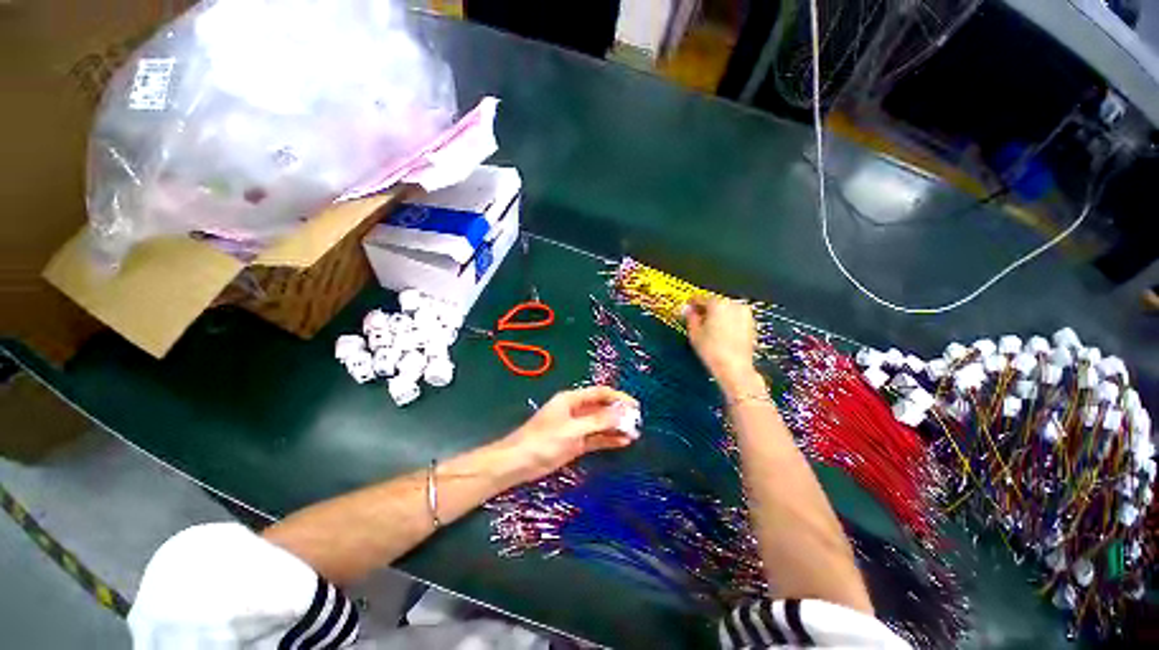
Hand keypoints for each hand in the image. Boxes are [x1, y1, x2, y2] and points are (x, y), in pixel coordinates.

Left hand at [501, 386, 637, 482]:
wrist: (519, 462)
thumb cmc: (544, 440)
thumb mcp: (573, 429)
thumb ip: (598, 421)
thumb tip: (622, 414)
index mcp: (572, 399)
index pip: (600, 393)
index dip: (618, 397)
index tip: (635, 406)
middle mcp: (576, 410)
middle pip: (602, 407)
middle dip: (619, 413)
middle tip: (637, 422)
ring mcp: (576, 426)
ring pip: (600, 423)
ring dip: (616, 427)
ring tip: (634, 433)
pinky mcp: (576, 442)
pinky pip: (596, 437)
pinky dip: (608, 438)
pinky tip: (623, 442)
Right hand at [685, 296, 761, 395]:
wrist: (735, 368)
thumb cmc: (714, 352)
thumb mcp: (694, 333)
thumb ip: (690, 317)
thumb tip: (688, 310)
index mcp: (718, 303)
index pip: (700, 298)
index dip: (691, 304)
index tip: (688, 308)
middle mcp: (734, 305)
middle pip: (715, 303)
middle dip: (706, 310)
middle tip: (697, 320)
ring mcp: (745, 314)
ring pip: (726, 310)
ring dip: (717, 316)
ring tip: (709, 330)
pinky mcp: (751, 324)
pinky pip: (735, 318)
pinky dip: (727, 322)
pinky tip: (720, 334)